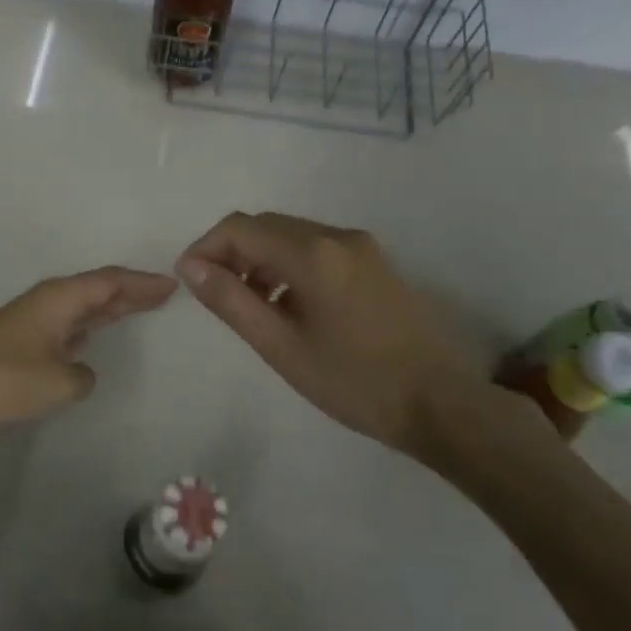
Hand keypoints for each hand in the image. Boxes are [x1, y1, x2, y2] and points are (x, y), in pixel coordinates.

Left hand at [0, 267, 177, 444]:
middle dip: (131, 291)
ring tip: (140, 308)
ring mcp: (32, 321)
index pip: (109, 282)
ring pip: (81, 306)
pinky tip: (95, 336)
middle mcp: (46, 302)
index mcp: (58, 299)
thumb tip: (79, 370)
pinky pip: (68, 325)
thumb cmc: (5, 382)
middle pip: (97, 289)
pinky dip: (89, 326)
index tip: (171, 285)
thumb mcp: (60, 383)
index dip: (141, 283)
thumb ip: (83, 374)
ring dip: (110, 307)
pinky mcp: (21, 342)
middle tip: (164, 294)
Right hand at [178, 212, 517, 465]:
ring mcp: (361, 247)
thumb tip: (190, 266)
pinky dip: (289, 265)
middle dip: (232, 253)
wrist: (440, 404)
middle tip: (217, 296)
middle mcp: (337, 236)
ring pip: (291, 236)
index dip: (206, 248)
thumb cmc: (354, 382)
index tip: (190, 281)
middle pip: (266, 226)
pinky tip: (289, 305)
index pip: (240, 228)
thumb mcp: (281, 346)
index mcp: (313, 254)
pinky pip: (317, 248)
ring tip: (251, 306)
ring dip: (261, 259)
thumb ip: (231, 301)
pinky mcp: (375, 262)